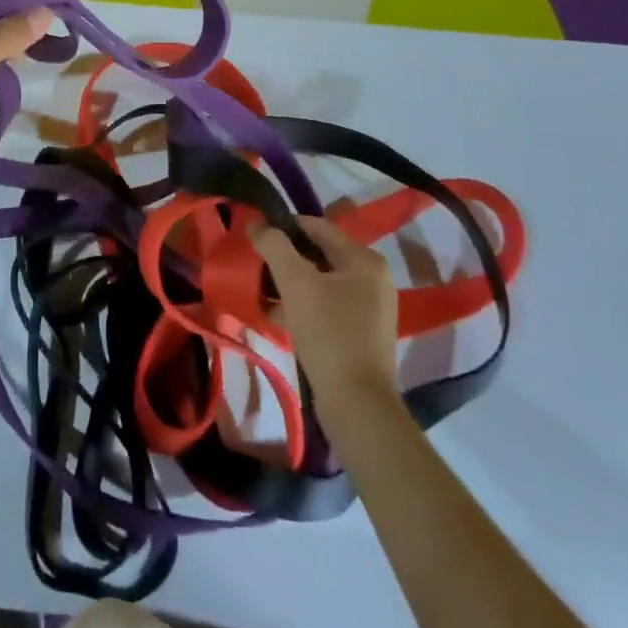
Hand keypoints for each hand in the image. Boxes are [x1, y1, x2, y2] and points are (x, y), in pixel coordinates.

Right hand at [254, 217, 401, 407]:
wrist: (357, 403)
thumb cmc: (327, 333)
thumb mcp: (295, 283)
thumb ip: (274, 246)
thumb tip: (257, 224)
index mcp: (364, 260)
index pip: (317, 226)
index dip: (283, 226)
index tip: (255, 236)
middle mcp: (373, 279)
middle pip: (319, 254)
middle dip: (285, 259)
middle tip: (255, 266)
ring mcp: (370, 308)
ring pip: (320, 283)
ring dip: (290, 284)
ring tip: (260, 292)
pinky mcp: (362, 334)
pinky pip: (326, 307)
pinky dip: (302, 306)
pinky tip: (277, 317)